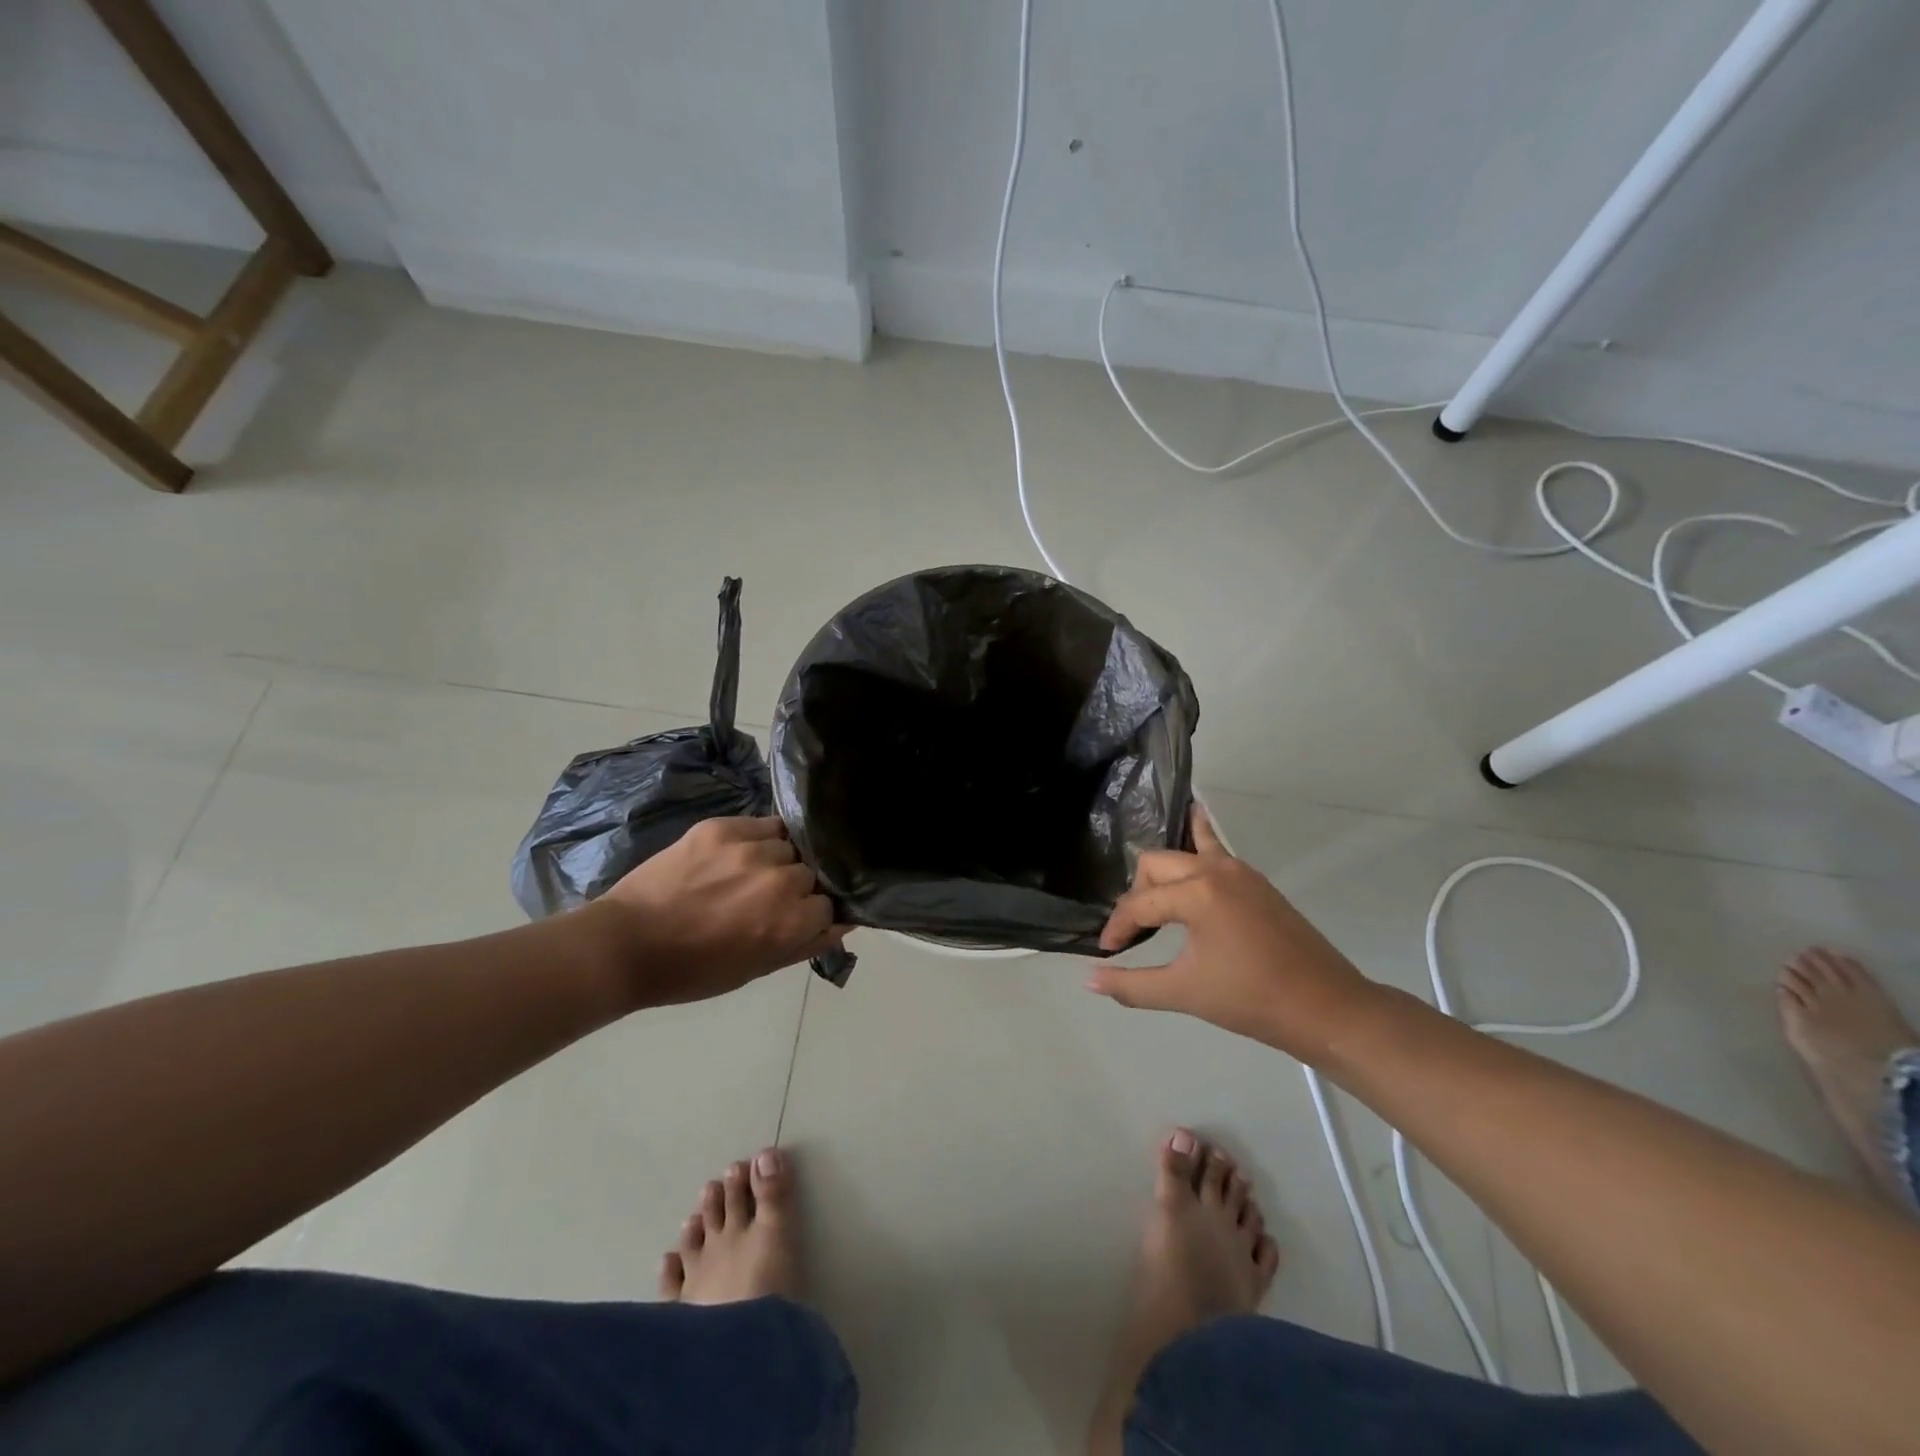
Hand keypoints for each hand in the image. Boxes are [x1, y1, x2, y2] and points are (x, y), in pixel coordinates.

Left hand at [593, 817, 845, 1006]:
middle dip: (796, 886)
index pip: (829, 904)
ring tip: (749, 873)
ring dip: (777, 859)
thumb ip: (807, 944)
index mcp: (790, 921)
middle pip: (812, 873)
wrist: (626, 944)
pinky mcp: (722, 827)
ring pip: (789, 845)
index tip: (788, 921)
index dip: (810, 914)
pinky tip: (738, 853)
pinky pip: (762, 824)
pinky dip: (758, 838)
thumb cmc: (693, 971)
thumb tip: (845, 921)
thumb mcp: (757, 969)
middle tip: (764, 899)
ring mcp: (750, 849)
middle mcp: (779, 879)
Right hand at [1087, 807, 1372, 1054]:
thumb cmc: (1252, 1000)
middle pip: (1156, 865)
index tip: (1107, 951)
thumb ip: (1132, 985)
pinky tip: (1195, 825)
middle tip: (1134, 930)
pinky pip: (1216, 852)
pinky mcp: (1257, 882)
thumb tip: (1090, 980)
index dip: (1117, 927)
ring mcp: (1240, 872)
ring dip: (1164, 870)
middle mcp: (1215, 871)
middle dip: (1137, 894)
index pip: (1139, 904)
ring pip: (1185, 852)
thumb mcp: (1185, 994)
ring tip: (1148, 887)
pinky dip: (1199, 840)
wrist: (1327, 1009)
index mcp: (1197, 894)